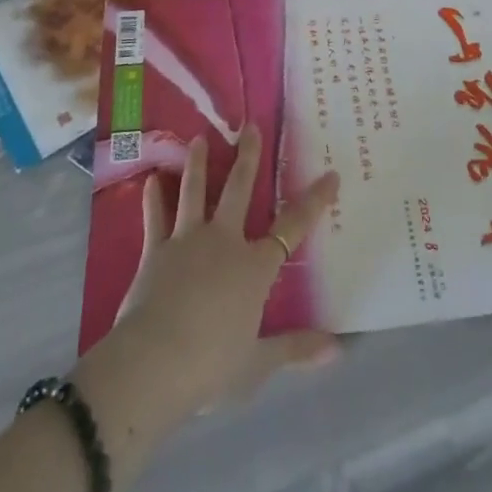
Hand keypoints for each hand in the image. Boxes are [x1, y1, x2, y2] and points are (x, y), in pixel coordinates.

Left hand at [72, 127, 339, 484]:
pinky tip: (151, 179)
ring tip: (197, 138)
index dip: (314, 201)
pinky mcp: (155, 251)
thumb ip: (297, 349)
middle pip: (239, 190)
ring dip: (197, 163)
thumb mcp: (259, 363)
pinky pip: (155, 218)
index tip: (331, 174)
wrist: (153, 365)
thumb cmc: (212, 365)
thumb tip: (339, 349)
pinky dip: (153, 199)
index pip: (293, 228)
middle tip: (250, 126)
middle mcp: (224, 242)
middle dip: (248, 157)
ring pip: (195, 192)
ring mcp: (187, 241)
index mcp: (254, 267)